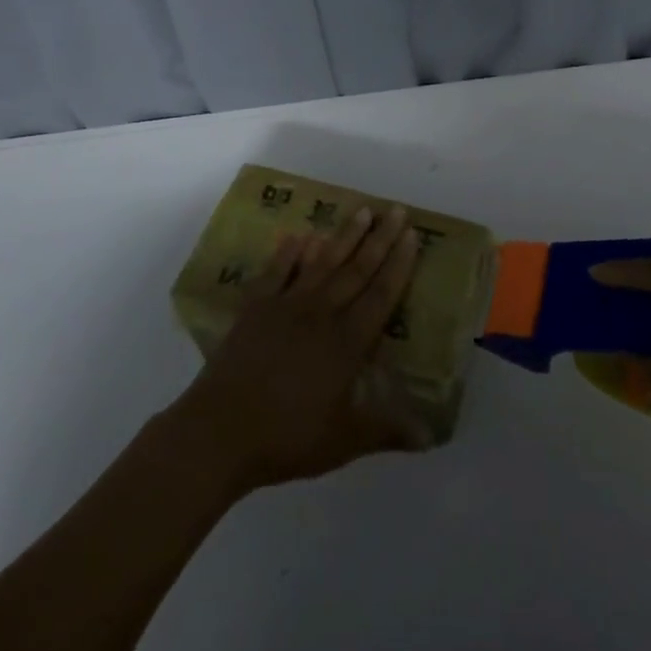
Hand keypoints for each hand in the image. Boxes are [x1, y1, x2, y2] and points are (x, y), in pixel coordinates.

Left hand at [167, 205, 425, 494]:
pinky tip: (298, 237)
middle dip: (380, 239)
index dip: (399, 264)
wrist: (219, 432)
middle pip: (357, 269)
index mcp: (347, 342)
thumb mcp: (344, 440)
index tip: (412, 234)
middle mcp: (321, 314)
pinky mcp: (255, 309)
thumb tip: (431, 436)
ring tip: (361, 210)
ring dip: (344, 236)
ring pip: (322, 263)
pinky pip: (276, 273)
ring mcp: (286, 306)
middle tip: (396, 209)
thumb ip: (386, 430)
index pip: (381, 294)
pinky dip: (288, 254)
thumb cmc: (287, 437)